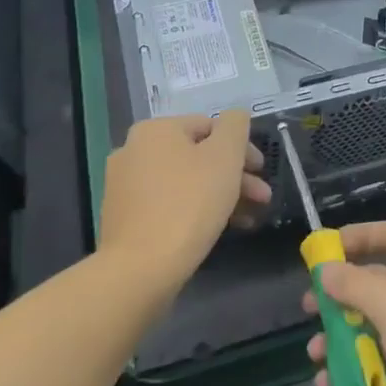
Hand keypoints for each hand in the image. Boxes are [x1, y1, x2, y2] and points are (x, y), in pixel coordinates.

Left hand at [98, 112, 268, 288]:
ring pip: (185, 182)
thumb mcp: (225, 156)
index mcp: (155, 130)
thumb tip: (235, 116)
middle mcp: (134, 151)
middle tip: (262, 198)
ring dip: (220, 195)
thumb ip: (235, 126)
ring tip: (247, 219)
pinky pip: (168, 205)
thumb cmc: (189, 203)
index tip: (261, 171)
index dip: (241, 147)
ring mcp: (124, 187)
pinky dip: (194, 211)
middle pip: (197, 155)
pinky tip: (216, 230)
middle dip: (234, 175)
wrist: (139, 270)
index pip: (209, 126)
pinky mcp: (123, 219)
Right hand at [302, 221, 385, 385]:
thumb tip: (326, 269)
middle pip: (377, 287)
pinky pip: (376, 372)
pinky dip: (352, 377)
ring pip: (372, 334)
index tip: (329, 247)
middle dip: (340, 298)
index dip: (364, 236)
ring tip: (315, 357)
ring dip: (340, 343)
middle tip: (308, 309)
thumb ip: (354, 285)